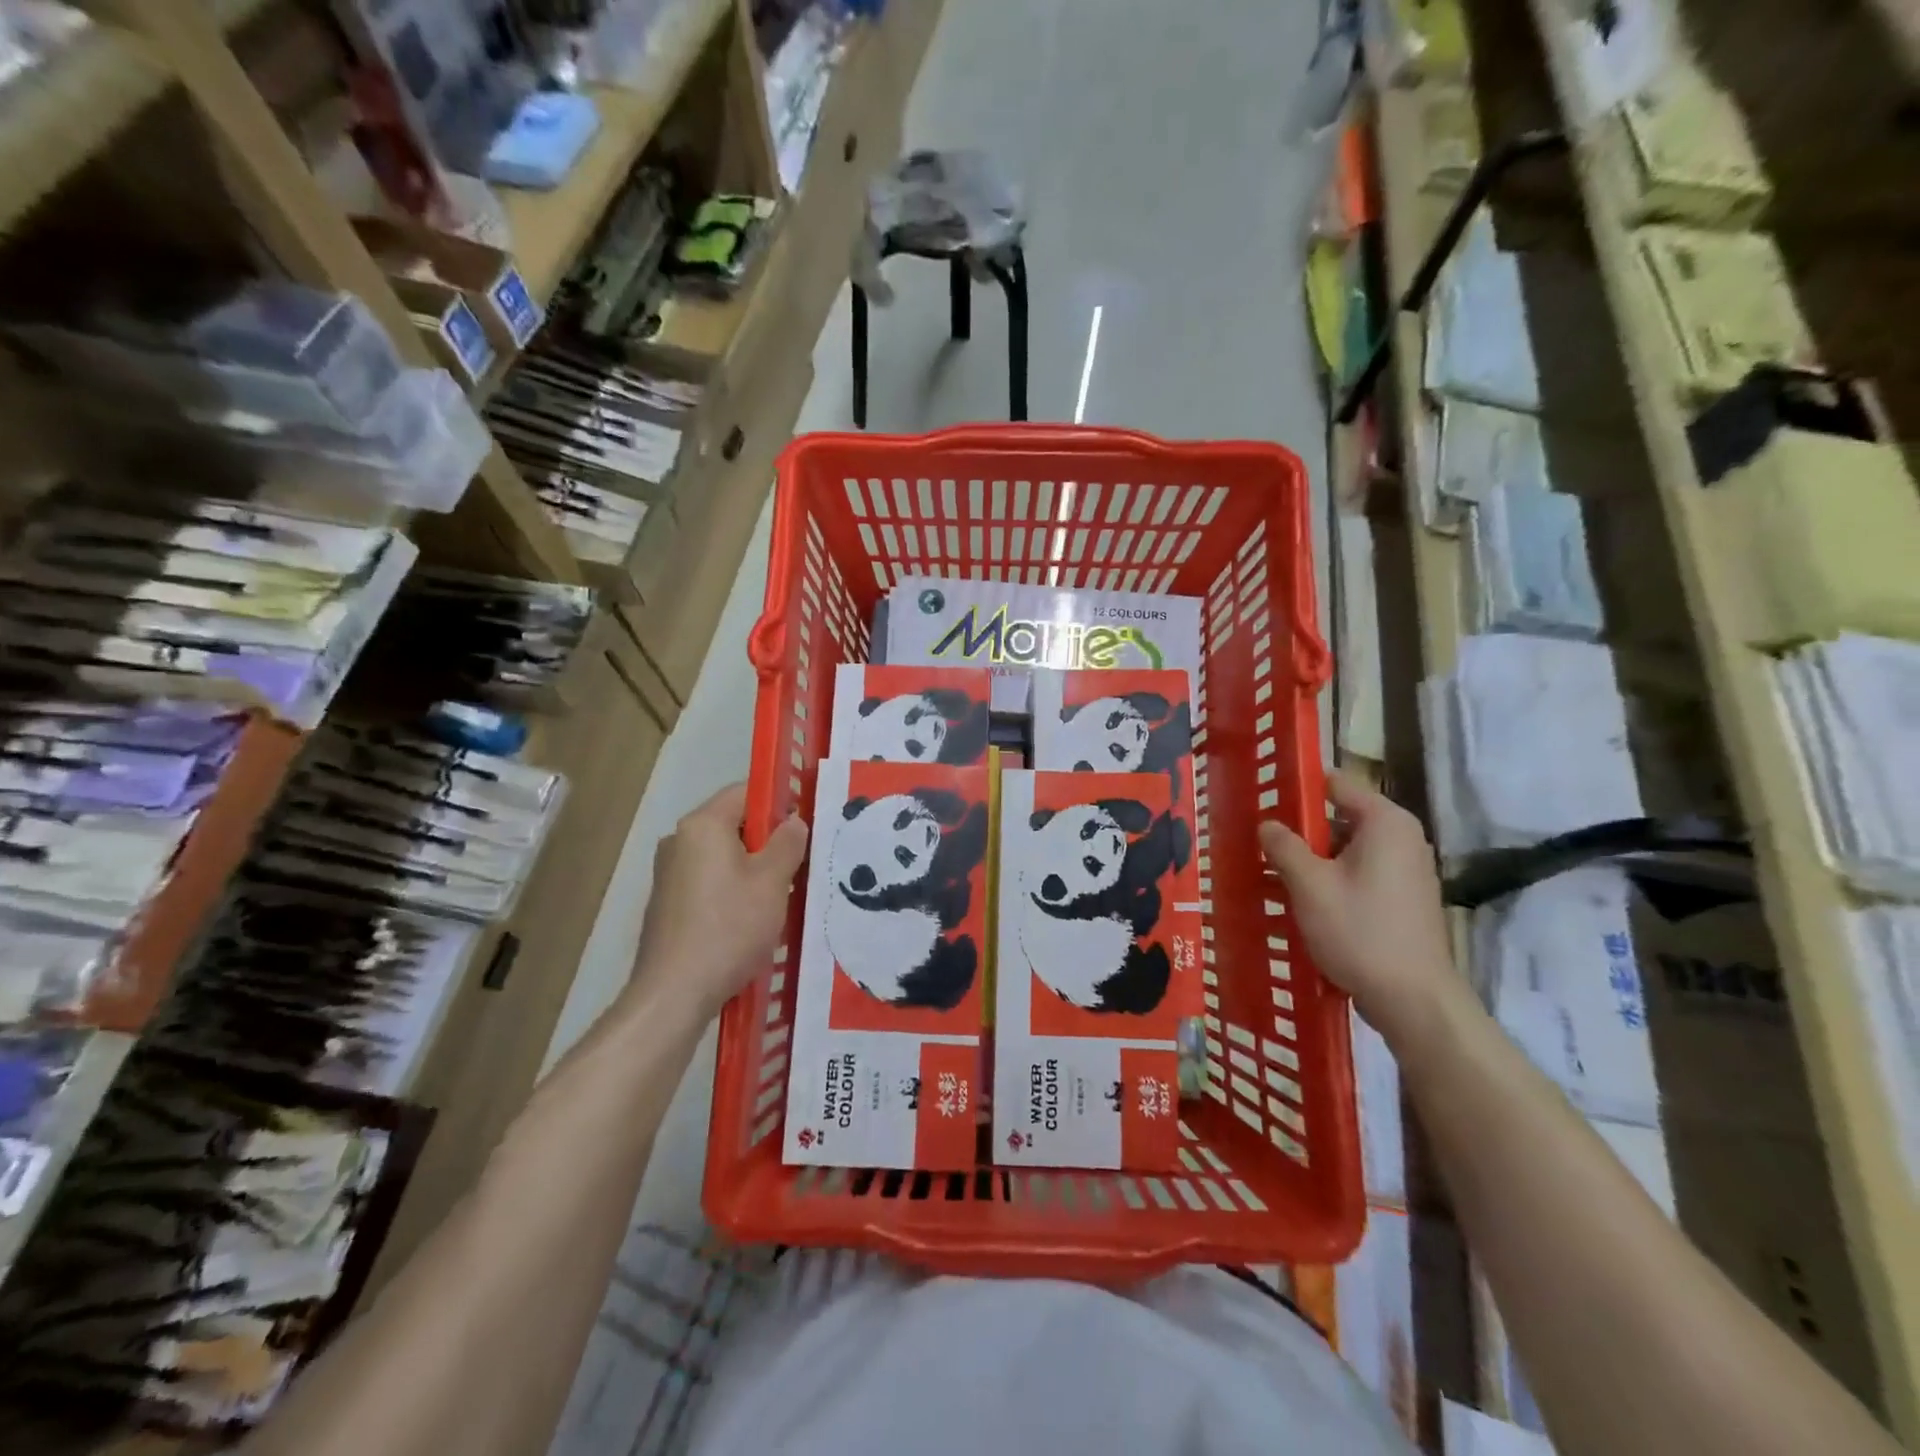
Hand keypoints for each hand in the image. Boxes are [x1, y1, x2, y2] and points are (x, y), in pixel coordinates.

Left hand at [631, 783, 808, 1020]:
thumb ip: (788, 843)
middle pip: (733, 824)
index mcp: (702, 825)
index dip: (779, 802)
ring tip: (780, 896)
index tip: (805, 825)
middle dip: (768, 840)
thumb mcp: (772, 882)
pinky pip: (708, 881)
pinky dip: (732, 890)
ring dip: (752, 869)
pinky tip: (750, 920)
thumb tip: (794, 820)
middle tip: (799, 864)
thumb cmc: (729, 928)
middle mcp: (679, 840)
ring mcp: (668, 873)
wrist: (674, 993)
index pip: (745, 792)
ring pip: (722, 856)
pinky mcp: (667, 904)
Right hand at [1258, 770, 1461, 1045]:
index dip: (1298, 788)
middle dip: (1301, 830)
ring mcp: (1407, 870)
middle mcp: (1402, 838)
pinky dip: (1332, 879)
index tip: (1264, 801)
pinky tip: (1303, 901)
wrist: (1413, 1000)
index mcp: (1385, 822)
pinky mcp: (1404, 898)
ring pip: (1347, 849)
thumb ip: (1284, 846)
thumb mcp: (1308, 884)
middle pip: (1340, 817)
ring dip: (1313, 859)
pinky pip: (1359, 873)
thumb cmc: (1359, 931)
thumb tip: (1268, 823)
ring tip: (1274, 873)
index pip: (1335, 783)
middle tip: (1262, 843)